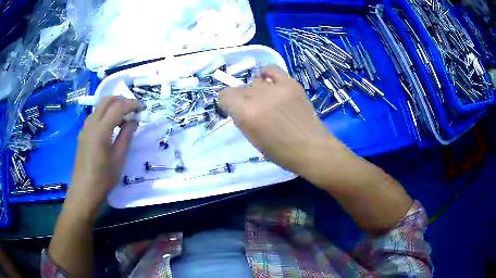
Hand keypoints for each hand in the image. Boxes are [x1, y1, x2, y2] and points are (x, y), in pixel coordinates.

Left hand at [65, 96, 143, 219]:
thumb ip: (126, 135)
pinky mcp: (83, 134)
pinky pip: (95, 116)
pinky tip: (110, 127)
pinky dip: (105, 114)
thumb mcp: (119, 157)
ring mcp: (85, 128)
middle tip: (133, 109)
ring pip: (99, 107)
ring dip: (112, 106)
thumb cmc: (104, 177)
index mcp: (101, 129)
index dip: (132, 104)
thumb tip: (133, 120)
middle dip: (122, 100)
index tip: (143, 109)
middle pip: (107, 100)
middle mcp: (91, 123)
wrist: (84, 191)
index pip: (119, 107)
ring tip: (123, 118)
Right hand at [219, 65, 342, 174]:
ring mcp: (277, 87)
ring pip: (255, 81)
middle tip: (253, 110)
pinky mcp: (291, 83)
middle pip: (239, 88)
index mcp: (247, 114)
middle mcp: (259, 96)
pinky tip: (270, 84)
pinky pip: (272, 69)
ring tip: (266, 100)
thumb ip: (241, 118)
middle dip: (242, 99)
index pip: (225, 95)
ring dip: (256, 91)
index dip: (227, 103)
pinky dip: (267, 75)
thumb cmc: (280, 152)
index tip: (233, 110)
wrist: (312, 148)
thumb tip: (237, 104)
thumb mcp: (252, 138)